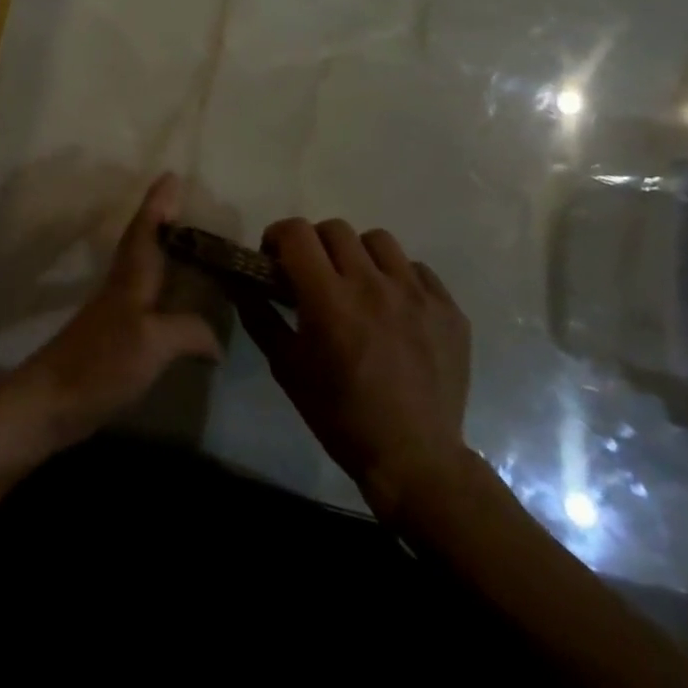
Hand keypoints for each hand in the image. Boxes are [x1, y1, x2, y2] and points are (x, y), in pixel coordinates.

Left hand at [6, 173, 222, 450]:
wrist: (51, 402)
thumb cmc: (100, 362)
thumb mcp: (152, 342)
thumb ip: (188, 331)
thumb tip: (218, 341)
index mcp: (131, 277)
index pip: (146, 229)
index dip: (158, 203)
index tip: (171, 175)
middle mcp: (124, 287)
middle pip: (144, 244)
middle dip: (164, 222)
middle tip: (191, 207)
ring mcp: (117, 313)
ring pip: (145, 270)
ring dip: (165, 254)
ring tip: (195, 251)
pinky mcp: (117, 339)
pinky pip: (148, 302)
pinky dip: (166, 294)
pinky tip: (181, 309)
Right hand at [236, 218, 471, 517]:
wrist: (415, 458)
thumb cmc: (340, 415)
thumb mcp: (286, 367)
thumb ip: (259, 315)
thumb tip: (239, 281)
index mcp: (330, 299)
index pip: (296, 232)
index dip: (278, 237)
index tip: (275, 260)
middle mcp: (373, 285)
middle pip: (335, 229)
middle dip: (315, 245)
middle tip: (313, 275)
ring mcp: (417, 294)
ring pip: (378, 241)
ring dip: (358, 255)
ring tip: (358, 285)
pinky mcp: (448, 308)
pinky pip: (417, 269)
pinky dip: (398, 279)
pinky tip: (394, 309)